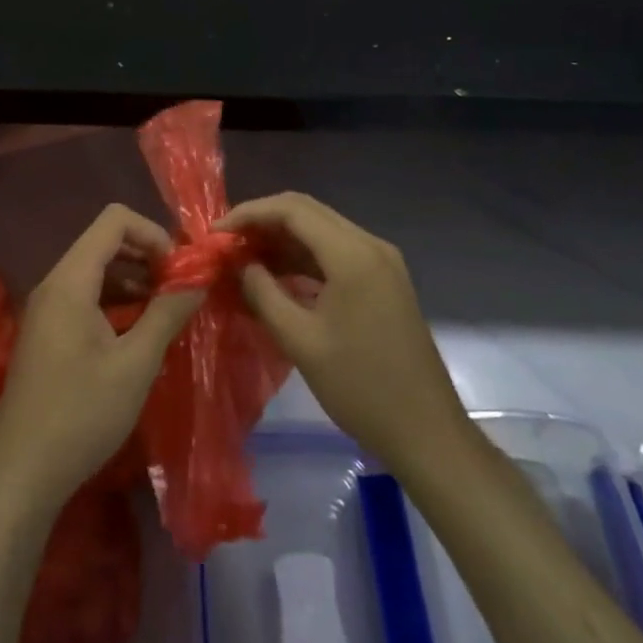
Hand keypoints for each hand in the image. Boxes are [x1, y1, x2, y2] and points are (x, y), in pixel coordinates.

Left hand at [0, 205, 203, 515]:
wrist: (20, 475)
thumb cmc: (81, 415)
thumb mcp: (135, 364)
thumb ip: (167, 313)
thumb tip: (198, 279)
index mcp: (70, 280)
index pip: (114, 221)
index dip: (153, 233)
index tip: (180, 268)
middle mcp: (54, 284)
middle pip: (104, 243)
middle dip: (147, 256)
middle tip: (179, 288)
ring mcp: (47, 309)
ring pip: (96, 271)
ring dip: (133, 280)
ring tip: (166, 309)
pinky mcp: (47, 333)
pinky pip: (85, 297)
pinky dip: (115, 302)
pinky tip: (139, 331)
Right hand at [220, 193, 468, 479]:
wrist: (427, 432)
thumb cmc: (360, 387)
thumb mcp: (300, 341)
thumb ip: (263, 293)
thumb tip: (239, 264)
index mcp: (352, 254)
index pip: (292, 209)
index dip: (249, 214)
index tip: (216, 233)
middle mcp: (370, 245)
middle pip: (307, 212)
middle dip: (263, 222)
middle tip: (227, 244)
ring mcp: (381, 262)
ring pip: (321, 231)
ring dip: (282, 239)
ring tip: (244, 260)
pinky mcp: (384, 280)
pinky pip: (336, 253)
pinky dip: (304, 258)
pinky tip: (277, 276)